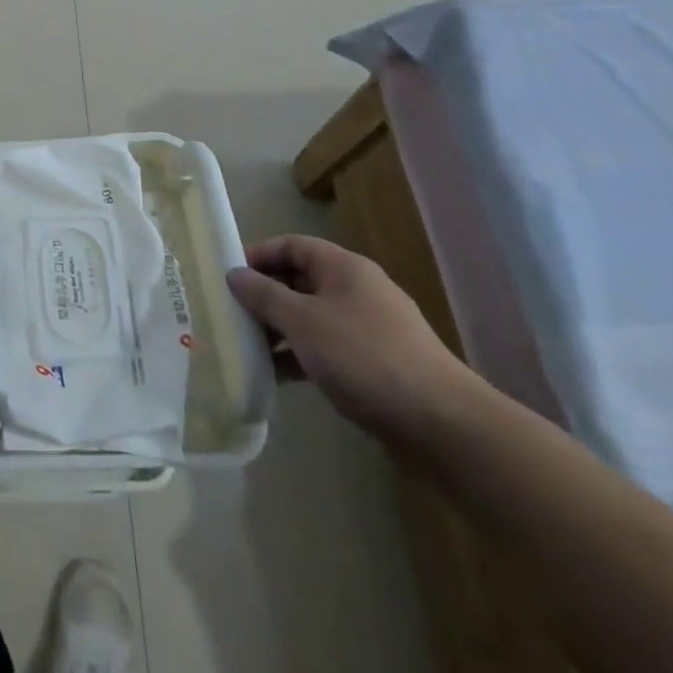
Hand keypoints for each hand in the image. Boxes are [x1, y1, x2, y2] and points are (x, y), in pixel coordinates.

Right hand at [227, 235, 478, 447]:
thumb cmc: (364, 357)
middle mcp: (358, 290)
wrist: (444, 427)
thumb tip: (234, 274)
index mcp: (343, 268)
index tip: (228, 276)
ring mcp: (369, 329)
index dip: (258, 255)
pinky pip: (327, 349)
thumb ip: (263, 295)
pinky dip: (301, 357)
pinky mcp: (376, 365)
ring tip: (248, 348)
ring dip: (280, 330)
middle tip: (231, 314)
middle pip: (300, 281)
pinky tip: (277, 376)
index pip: (291, 245)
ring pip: (312, 318)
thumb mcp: (302, 321)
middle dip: (264, 296)